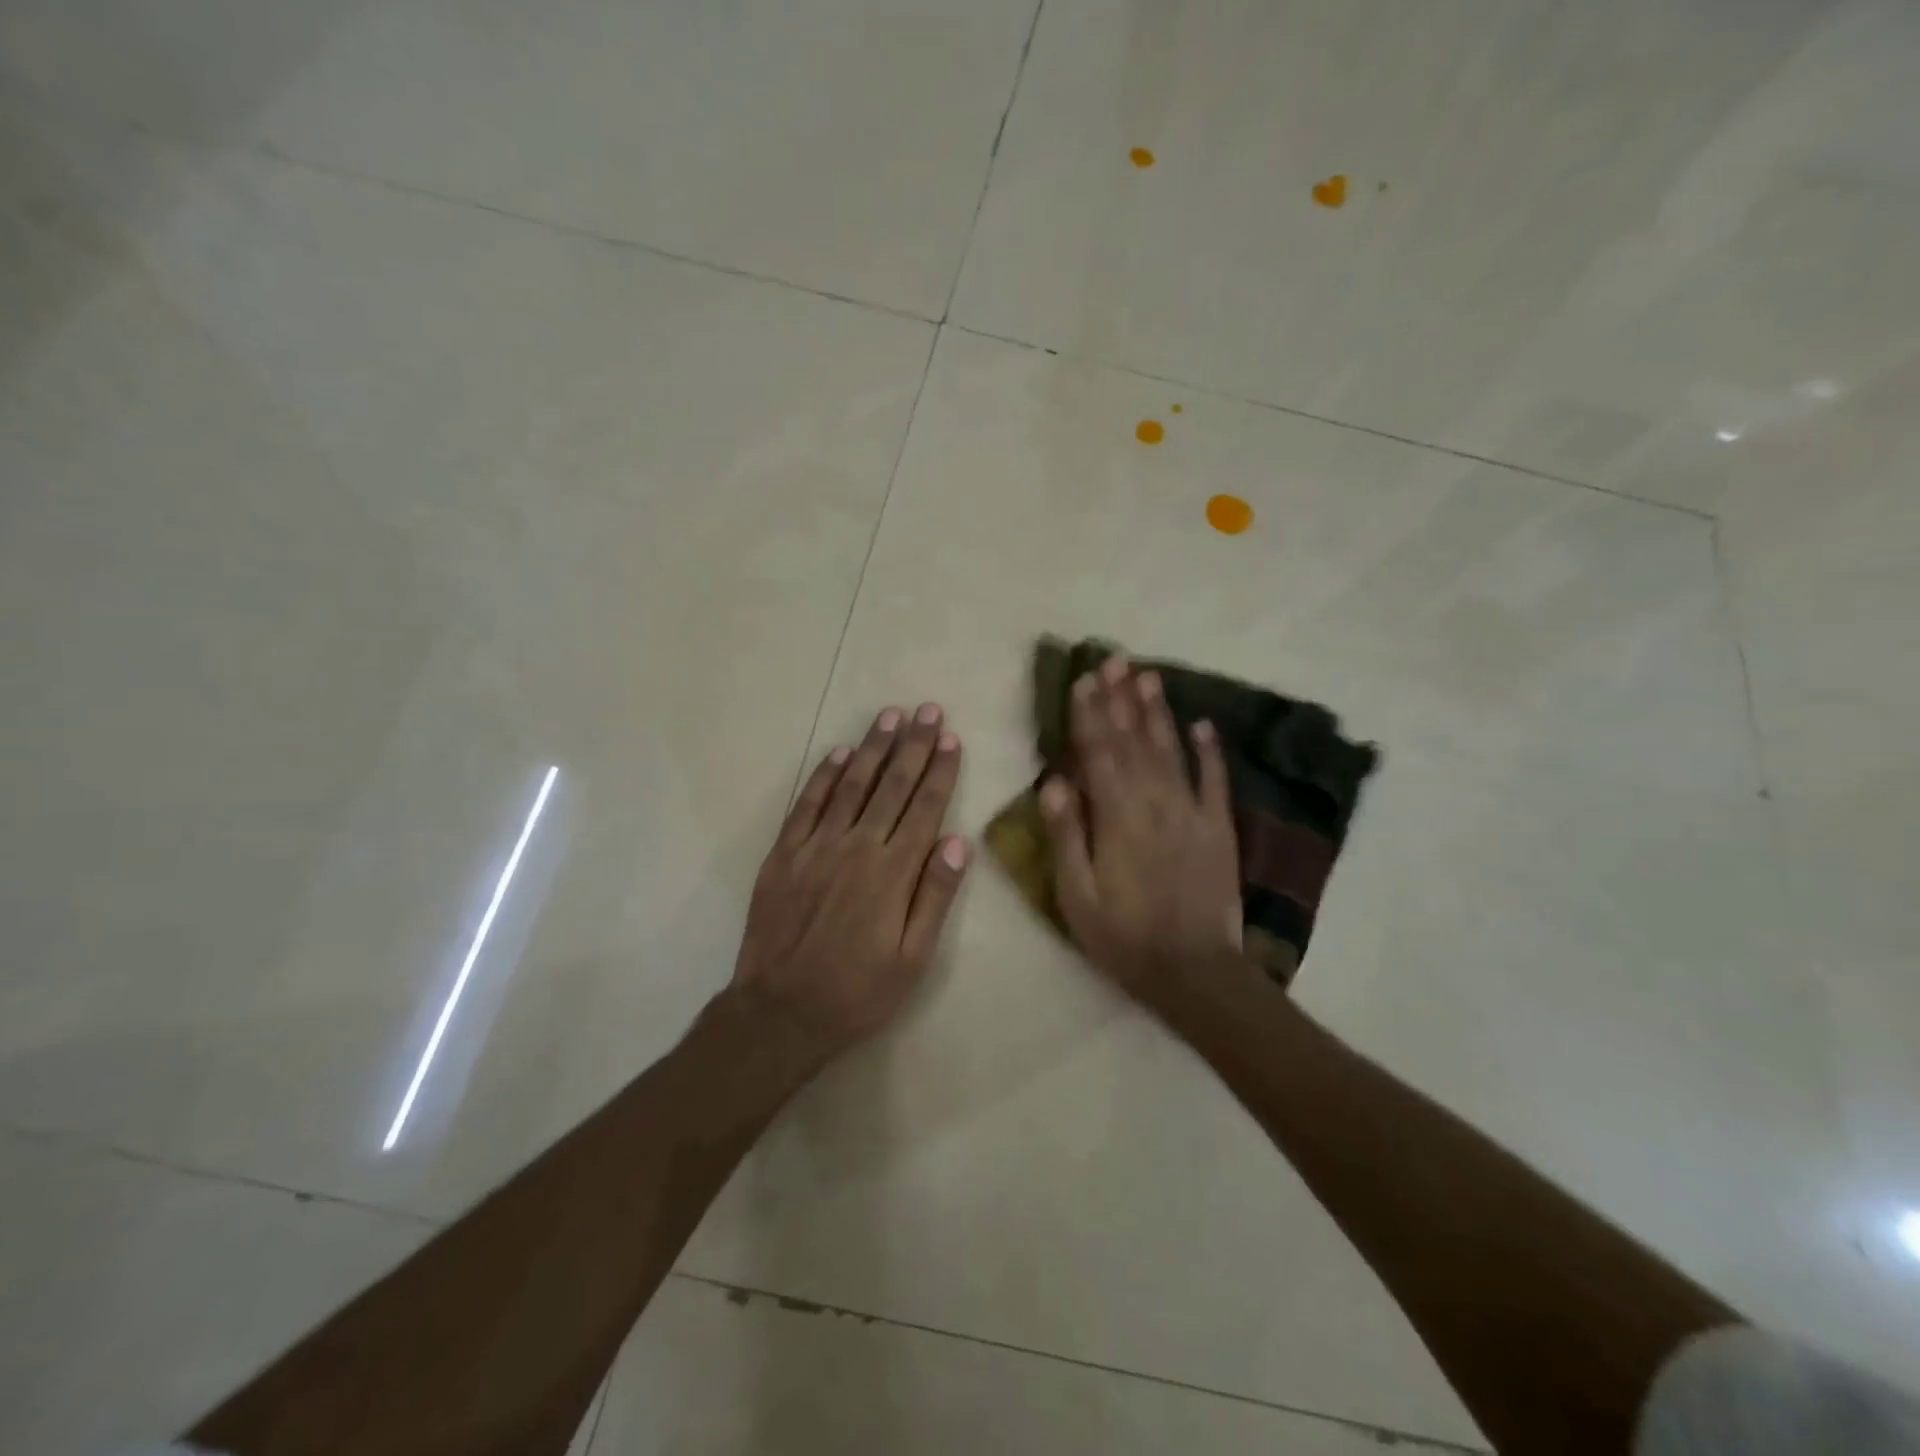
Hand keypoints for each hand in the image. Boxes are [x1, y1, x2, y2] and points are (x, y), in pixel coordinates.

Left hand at [729, 703, 969, 1060]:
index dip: (940, 771)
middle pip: (891, 786)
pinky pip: (807, 805)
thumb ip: (934, 897)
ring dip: (872, 748)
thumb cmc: (858, 992)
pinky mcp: (784, 855)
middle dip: (913, 746)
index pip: (924, 808)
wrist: (781, 1012)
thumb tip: (958, 842)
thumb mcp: (913, 960)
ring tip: (891, 717)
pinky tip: (838, 753)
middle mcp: (856, 848)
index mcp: (893, 873)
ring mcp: (816, 847)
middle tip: (928, 710)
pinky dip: (824, 776)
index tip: (951, 738)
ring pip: (850, 785)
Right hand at [1040, 658, 1242, 999]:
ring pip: (1171, 749)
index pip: (1098, 752)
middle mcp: (1155, 802)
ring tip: (1149, 675)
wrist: (1195, 972)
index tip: (1082, 679)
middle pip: (1134, 740)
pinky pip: (1215, 780)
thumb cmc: (1124, 937)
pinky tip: (1203, 723)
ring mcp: (1192, 812)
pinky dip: (1209, 750)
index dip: (1089, 714)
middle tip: (1114, 659)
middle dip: (1121, 697)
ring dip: (1158, 711)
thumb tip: (1053, 780)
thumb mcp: (1077, 895)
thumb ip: (1066, 835)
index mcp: (1116, 817)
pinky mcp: (1219, 828)